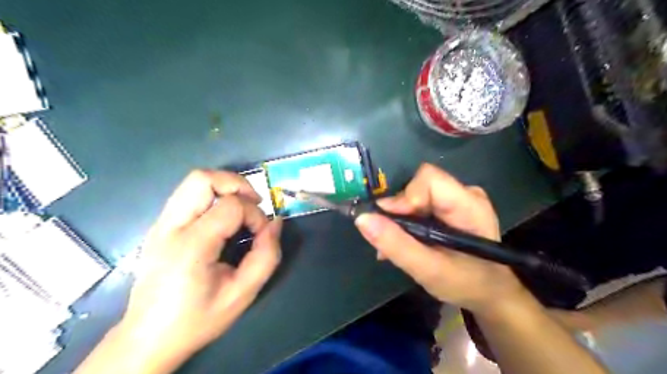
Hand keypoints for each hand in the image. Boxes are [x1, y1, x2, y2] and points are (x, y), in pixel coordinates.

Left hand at [119, 171, 279, 368]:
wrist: (148, 339)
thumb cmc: (197, 319)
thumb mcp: (243, 294)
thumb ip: (266, 256)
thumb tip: (275, 223)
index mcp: (191, 245)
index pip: (231, 206)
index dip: (255, 216)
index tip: (261, 235)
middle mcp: (170, 226)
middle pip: (203, 178)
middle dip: (237, 184)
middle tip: (254, 203)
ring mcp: (160, 224)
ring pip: (194, 181)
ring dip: (224, 187)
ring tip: (241, 208)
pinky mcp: (159, 226)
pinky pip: (188, 195)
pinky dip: (213, 196)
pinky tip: (223, 219)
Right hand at [355, 164, 525, 314]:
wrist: (489, 292)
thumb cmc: (465, 283)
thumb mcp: (427, 269)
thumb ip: (395, 244)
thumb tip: (362, 218)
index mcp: (469, 205)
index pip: (429, 179)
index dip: (405, 197)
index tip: (390, 222)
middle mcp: (465, 194)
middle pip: (419, 185)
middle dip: (399, 211)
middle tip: (388, 238)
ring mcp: (459, 198)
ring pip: (416, 194)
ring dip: (400, 217)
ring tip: (393, 244)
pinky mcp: (451, 205)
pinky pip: (421, 202)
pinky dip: (407, 219)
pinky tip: (403, 239)